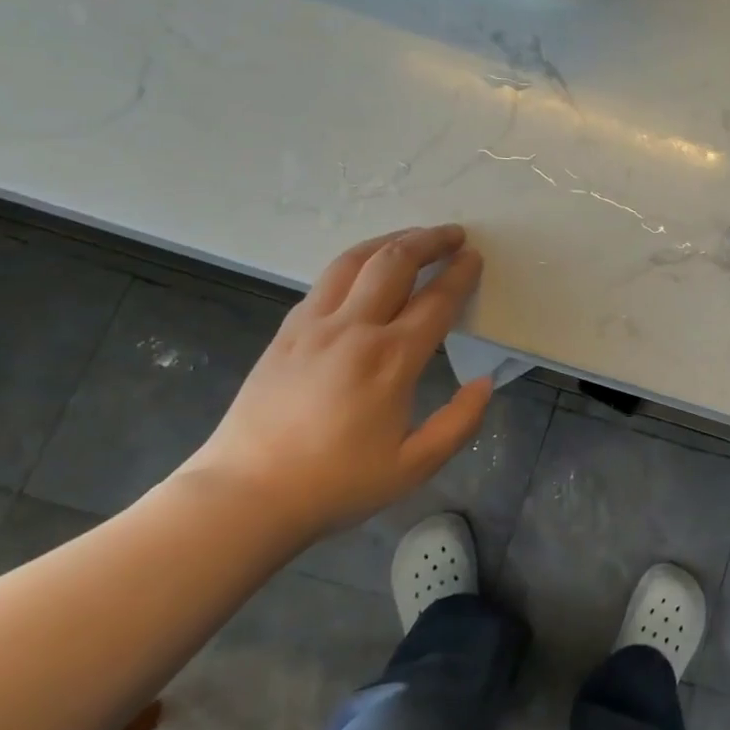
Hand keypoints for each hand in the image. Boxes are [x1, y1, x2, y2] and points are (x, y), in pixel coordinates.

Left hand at [177, 225, 490, 541]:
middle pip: (394, 263)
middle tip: (453, 234)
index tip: (475, 257)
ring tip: (412, 238)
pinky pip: (325, 282)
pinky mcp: (286, 333)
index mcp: (391, 360)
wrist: (245, 495)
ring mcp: (313, 326)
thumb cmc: (336, 484)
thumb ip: (459, 423)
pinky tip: (364, 271)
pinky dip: (354, 263)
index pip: (435, 300)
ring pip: (354, 261)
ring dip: (390, 241)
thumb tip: (484, 384)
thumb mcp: (414, 466)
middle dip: (429, 241)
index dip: (460, 274)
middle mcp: (353, 329)